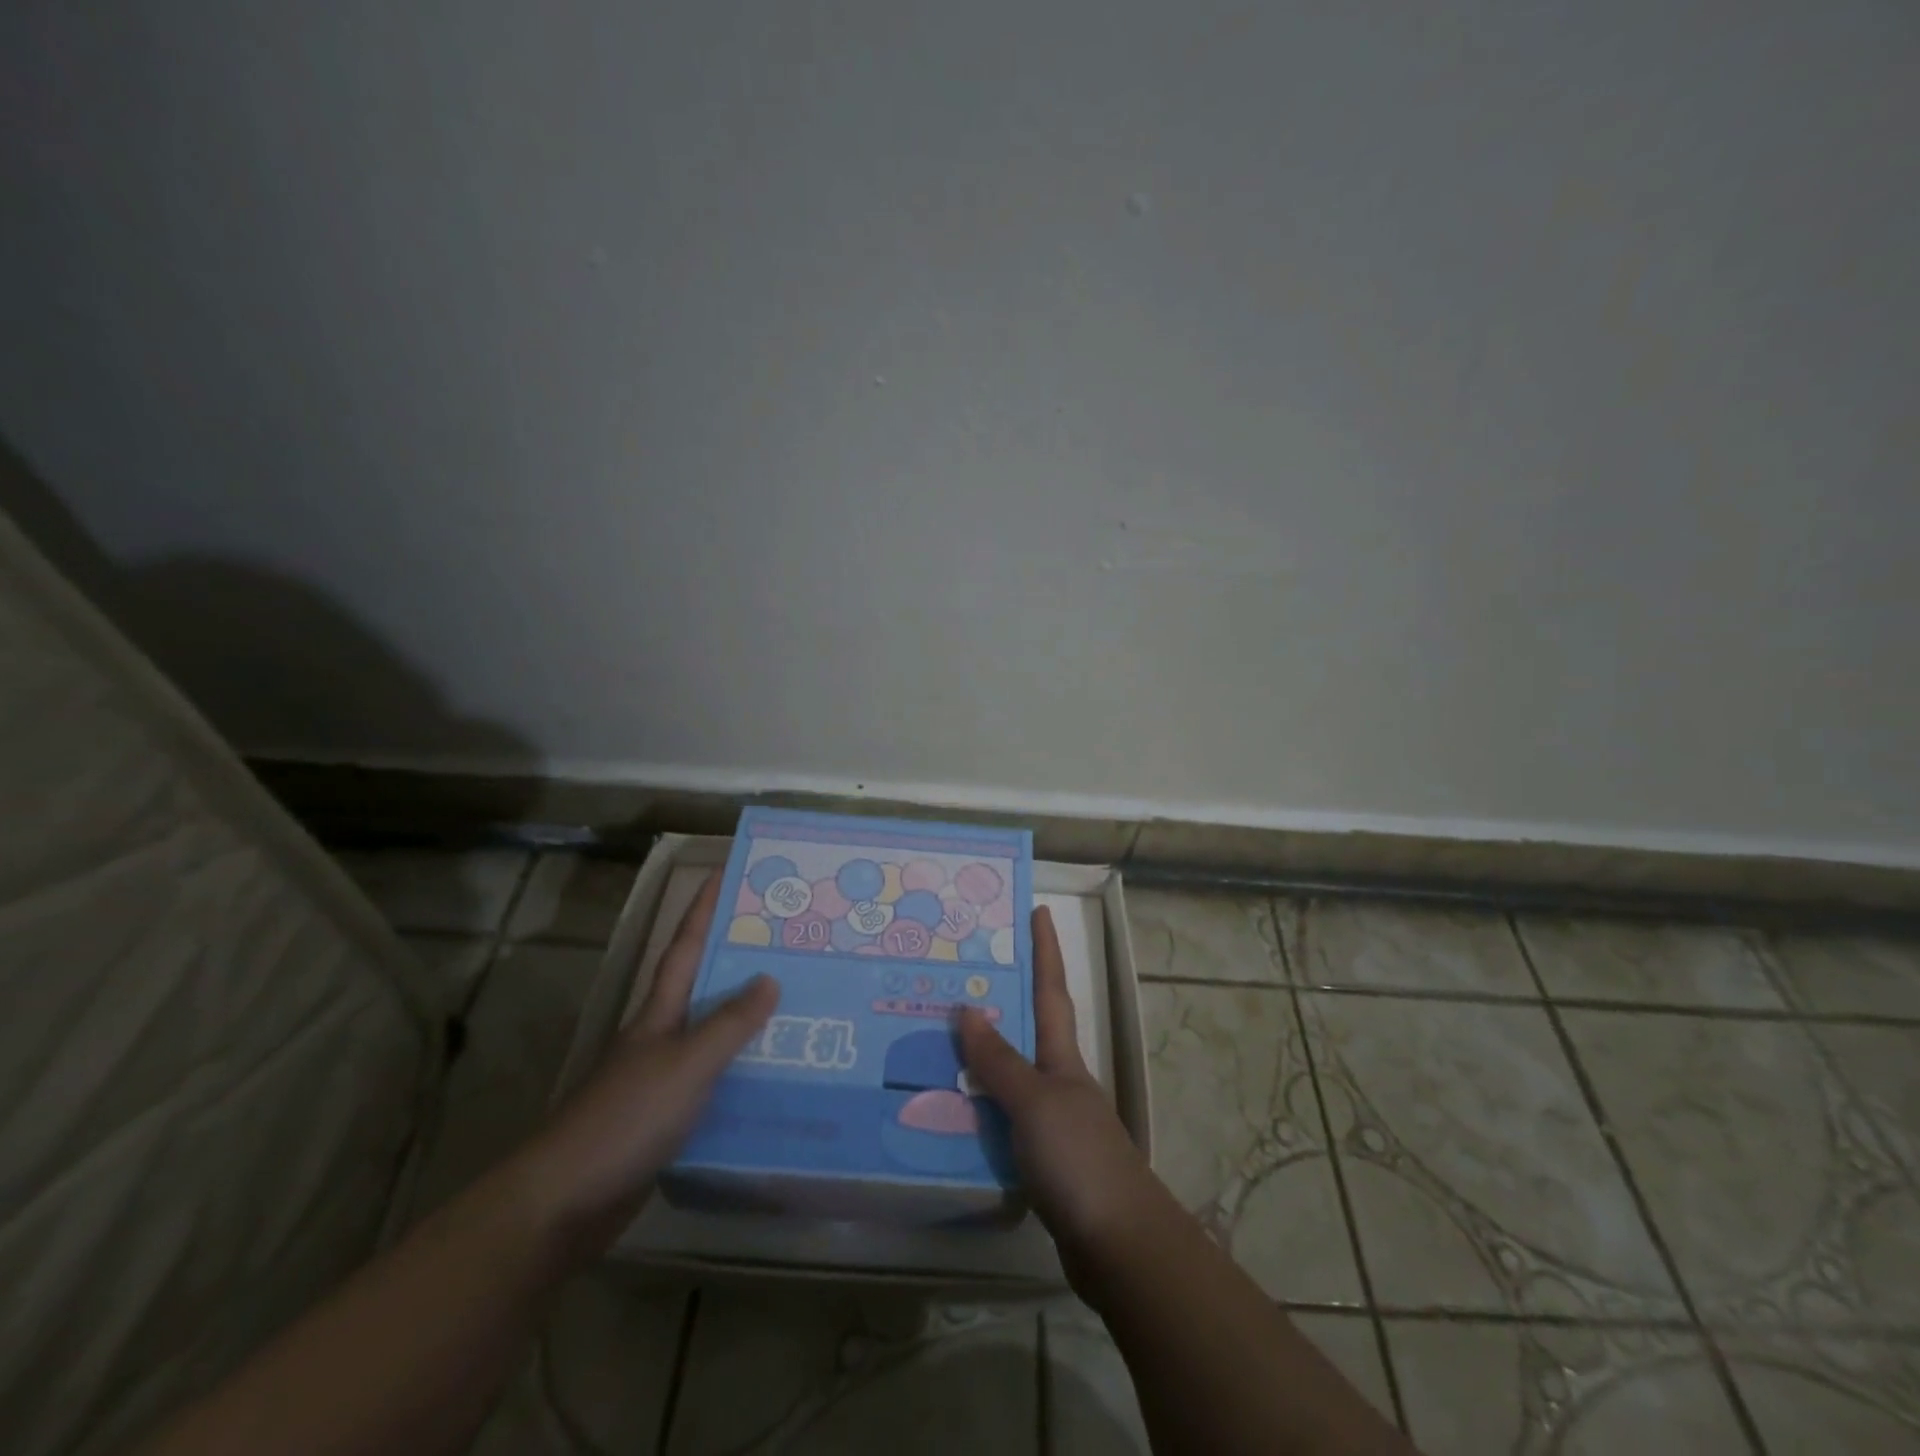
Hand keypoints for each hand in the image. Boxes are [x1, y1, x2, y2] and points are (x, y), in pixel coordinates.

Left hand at [514, 873, 778, 1259]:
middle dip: (740, 960)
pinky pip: (717, 1081)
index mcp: (659, 1013)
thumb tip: (769, 977)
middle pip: (704, 987)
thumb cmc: (626, 1118)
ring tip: (801, 1005)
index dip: (702, 909)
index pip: (684, 947)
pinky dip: (744, 1072)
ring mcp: (662, 1079)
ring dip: (750, 1020)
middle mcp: (661, 1037)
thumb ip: (729, 1023)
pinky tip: (777, 1078)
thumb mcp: (686, 1064)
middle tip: (790, 941)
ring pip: (715, 1036)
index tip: (724, 873)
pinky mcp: (668, 1118)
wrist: (565, 1202)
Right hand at [958, 906, 1169, 1281]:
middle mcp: (1059, 1081)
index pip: (1051, 990)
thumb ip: (999, 1060)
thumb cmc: (1079, 1158)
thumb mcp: (1034, 1102)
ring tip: (935, 1041)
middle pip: (1028, 1030)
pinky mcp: (1042, 1161)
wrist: (1118, 1245)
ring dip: (980, 1059)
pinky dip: (978, 1110)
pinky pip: (1001, 1121)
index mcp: (1062, 1058)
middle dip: (1001, 1000)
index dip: (1046, 950)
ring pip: (1009, 1077)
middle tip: (958, 976)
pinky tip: (948, 1114)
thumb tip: (968, 1007)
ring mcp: (1053, 1122)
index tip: (1040, 910)